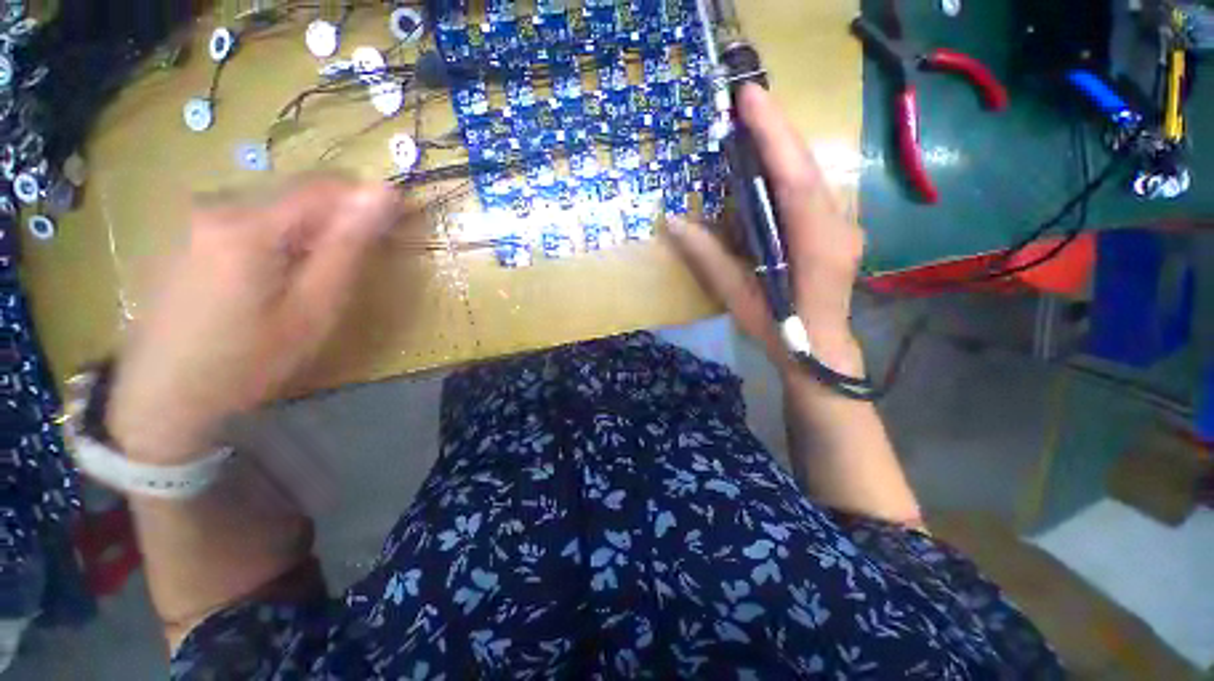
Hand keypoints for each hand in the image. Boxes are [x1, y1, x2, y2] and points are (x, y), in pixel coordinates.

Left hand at [107, 176, 401, 462]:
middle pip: (298, 195)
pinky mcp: (188, 236)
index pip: (327, 189)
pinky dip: (279, 239)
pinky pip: (251, 221)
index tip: (394, 226)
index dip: (367, 203)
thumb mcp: (314, 307)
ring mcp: (197, 219)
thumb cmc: (249, 359)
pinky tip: (274, 280)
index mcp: (251, 224)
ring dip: (308, 233)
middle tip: (351, 267)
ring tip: (312, 280)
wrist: (163, 397)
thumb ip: (348, 247)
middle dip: (336, 221)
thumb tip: (383, 193)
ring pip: (276, 208)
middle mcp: (219, 206)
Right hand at [667, 84, 864, 376]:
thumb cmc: (779, 328)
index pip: (796, 179)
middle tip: (747, 101)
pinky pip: (813, 189)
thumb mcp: (737, 296)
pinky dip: (790, 169)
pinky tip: (770, 164)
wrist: (820, 349)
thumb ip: (707, 257)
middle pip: (808, 167)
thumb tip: (672, 222)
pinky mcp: (838, 228)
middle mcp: (839, 225)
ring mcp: (845, 224)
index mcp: (817, 244)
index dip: (774, 136)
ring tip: (754, 124)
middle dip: (779, 129)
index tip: (750, 98)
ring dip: (784, 146)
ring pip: (814, 174)